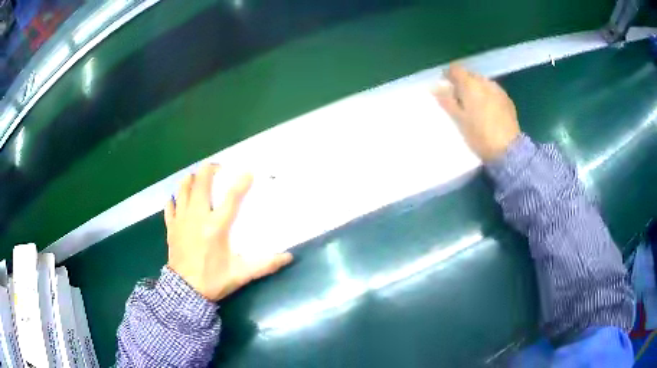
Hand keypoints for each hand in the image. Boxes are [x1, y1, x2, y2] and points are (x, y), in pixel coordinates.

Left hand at [165, 164, 292, 301]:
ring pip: (183, 189)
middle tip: (217, 168)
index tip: (249, 172)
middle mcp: (197, 217)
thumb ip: (265, 265)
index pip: (231, 198)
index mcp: (216, 227)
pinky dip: (174, 200)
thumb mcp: (241, 274)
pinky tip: (177, 199)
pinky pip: (170, 206)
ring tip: (198, 177)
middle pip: (201, 183)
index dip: (241, 182)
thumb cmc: (213, 280)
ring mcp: (181, 220)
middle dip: (209, 170)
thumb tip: (289, 257)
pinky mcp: (171, 227)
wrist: (185, 292)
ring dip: (190, 180)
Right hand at [433, 64, 520, 161]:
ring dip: (476, 90)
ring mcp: (498, 91)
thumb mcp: (459, 120)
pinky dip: (487, 96)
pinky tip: (487, 110)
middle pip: (470, 75)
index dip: (448, 75)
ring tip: (473, 106)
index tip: (444, 86)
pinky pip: (493, 92)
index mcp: (470, 84)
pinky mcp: (508, 101)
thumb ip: (446, 101)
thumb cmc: (479, 135)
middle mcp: (485, 82)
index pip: (455, 70)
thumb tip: (435, 87)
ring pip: (483, 83)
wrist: (508, 150)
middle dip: (463, 83)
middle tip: (458, 99)